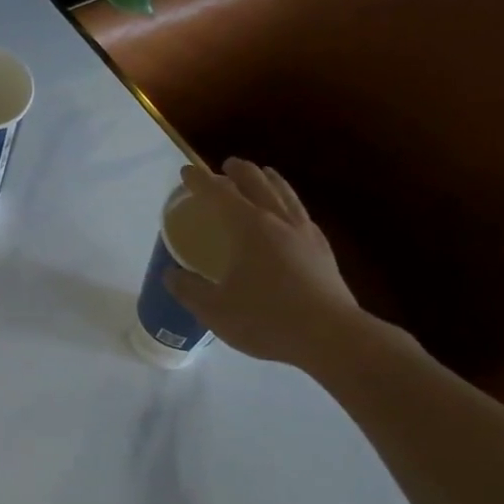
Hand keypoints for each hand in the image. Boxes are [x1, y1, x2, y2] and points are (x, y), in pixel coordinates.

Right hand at [165, 158, 364, 369]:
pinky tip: (291, 215)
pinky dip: (290, 204)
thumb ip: (189, 289)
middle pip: (258, 184)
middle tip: (227, 165)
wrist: (331, 337)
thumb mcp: (214, 309)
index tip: (186, 172)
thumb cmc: (266, 319)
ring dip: (271, 181)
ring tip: (265, 174)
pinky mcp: (323, 252)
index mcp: (249, 228)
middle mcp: (278, 222)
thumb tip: (172, 275)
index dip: (200, 181)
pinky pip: (302, 214)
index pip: (219, 194)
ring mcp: (306, 235)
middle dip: (240, 172)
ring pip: (286, 195)